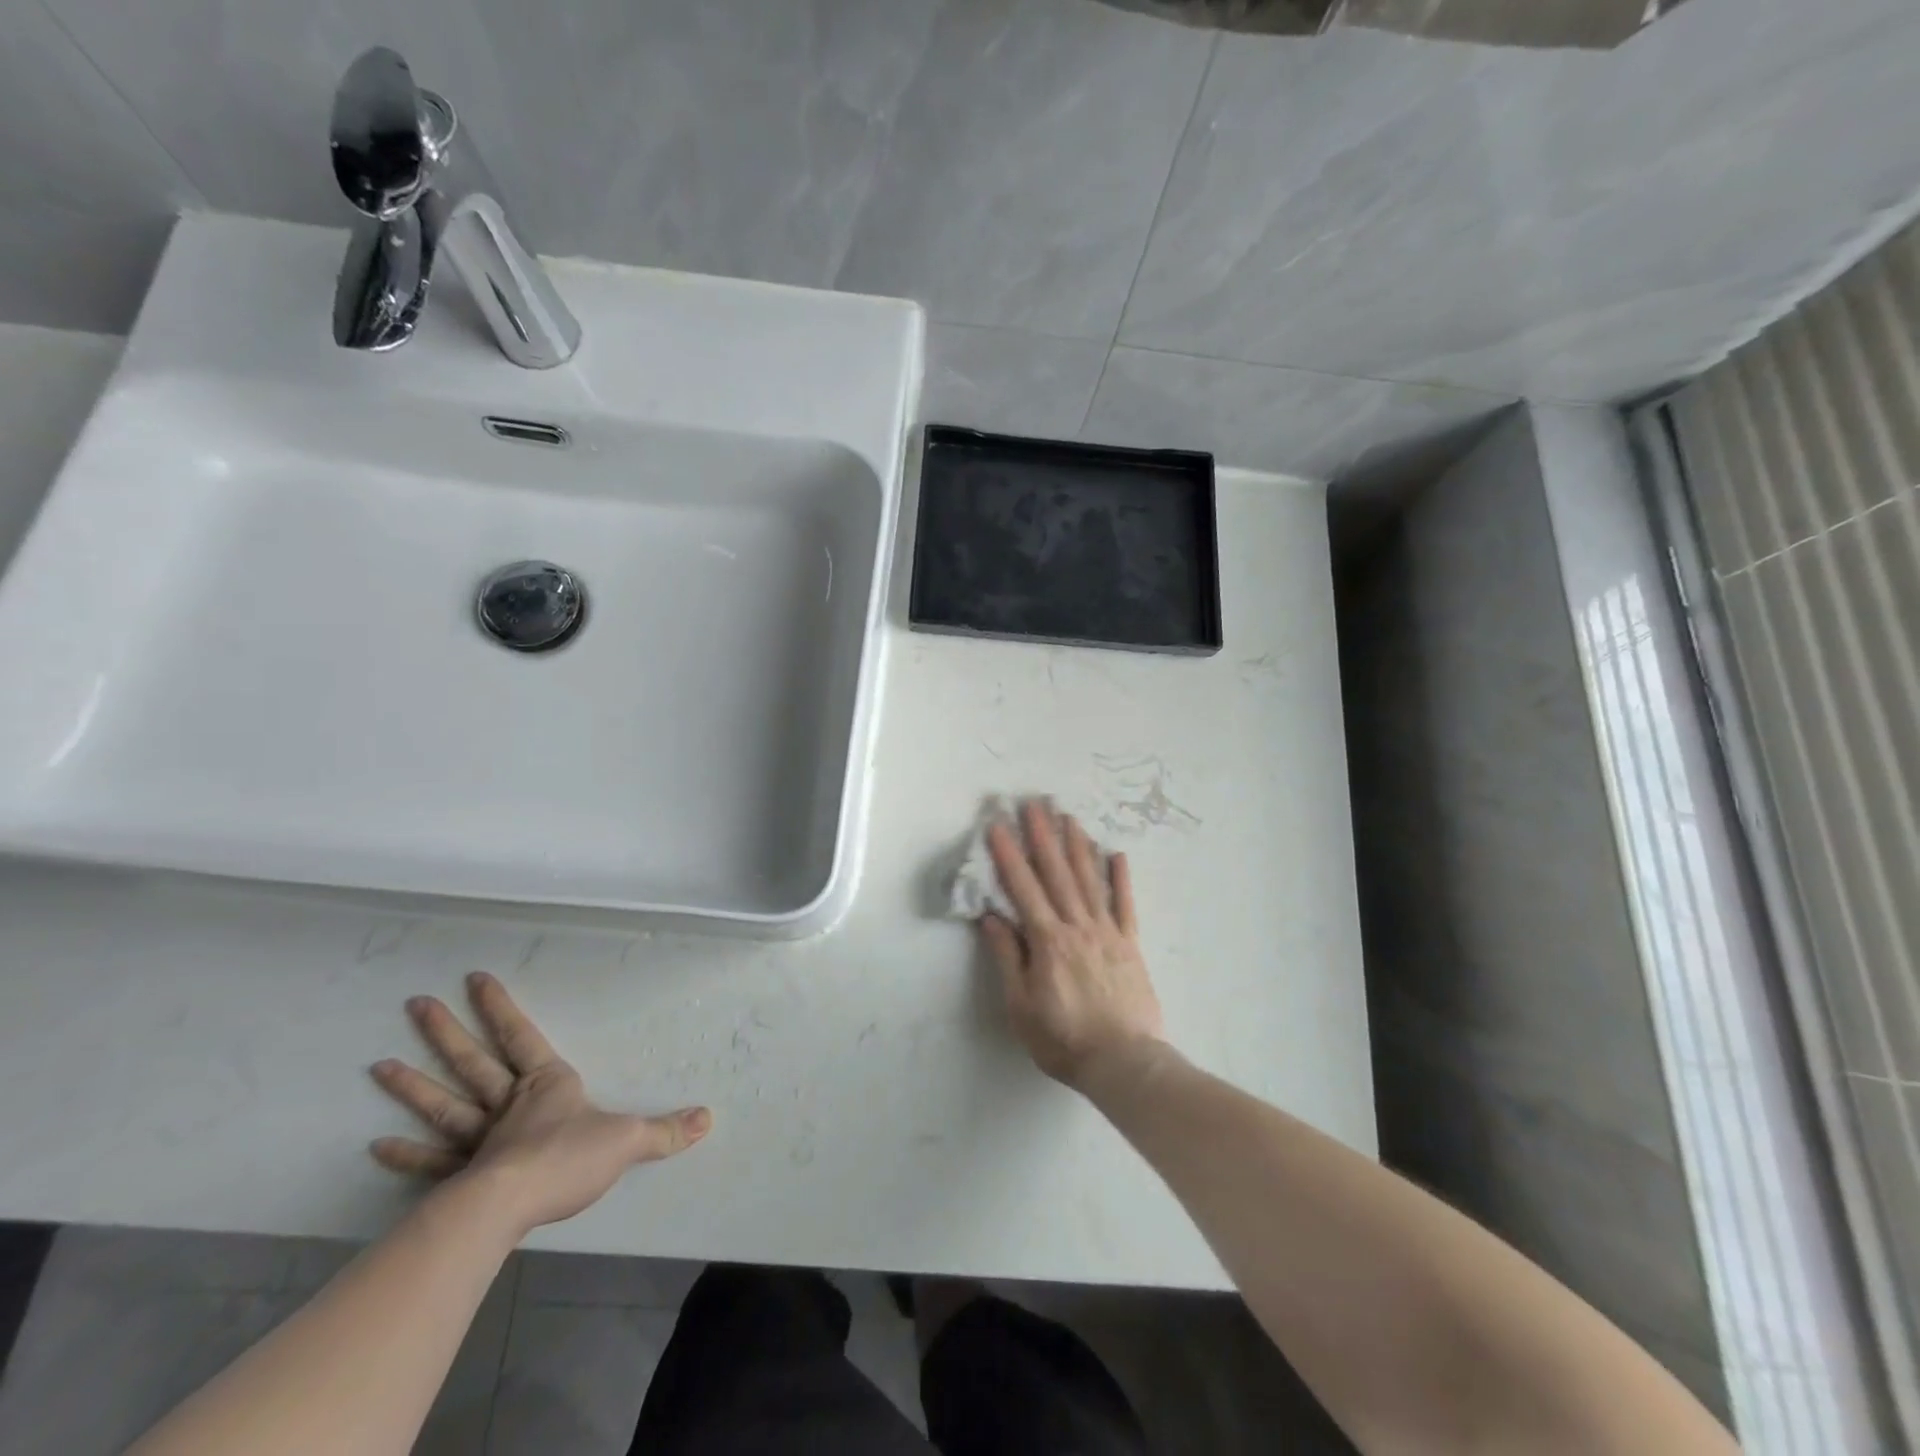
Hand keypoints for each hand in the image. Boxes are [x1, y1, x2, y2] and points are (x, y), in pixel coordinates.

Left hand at [370, 971, 710, 1235]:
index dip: (499, 1007)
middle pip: (473, 1062)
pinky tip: (377, 1146)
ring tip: (380, 1066)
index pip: (521, 1036)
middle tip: (414, 1005)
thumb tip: (708, 1118)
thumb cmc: (567, 1160)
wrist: (511, 1206)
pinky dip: (405, 1153)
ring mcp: (479, 1140)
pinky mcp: (460, 1177)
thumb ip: (666, 1130)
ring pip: (445, 1103)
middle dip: (446, 1032)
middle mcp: (508, 1104)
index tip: (474, 979)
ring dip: (413, 1086)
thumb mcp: (628, 1140)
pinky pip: (431, 1160)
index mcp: (546, 1085)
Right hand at [981, 801, 1165, 1089]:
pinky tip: (1117, 854)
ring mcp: (1107, 932)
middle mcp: (1077, 926)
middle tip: (1034, 803)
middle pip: (1057, 873)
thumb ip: (1008, 958)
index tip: (998, 824)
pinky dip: (1120, 878)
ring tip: (1068, 816)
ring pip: (1089, 880)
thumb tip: (992, 917)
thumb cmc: (1063, 1039)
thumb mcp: (1021, 1006)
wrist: (1124, 1062)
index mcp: (1048, 941)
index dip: (1009, 854)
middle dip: (1043, 836)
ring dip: (1077, 846)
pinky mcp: (1130, 944)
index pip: (1023, 888)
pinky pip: (1125, 905)